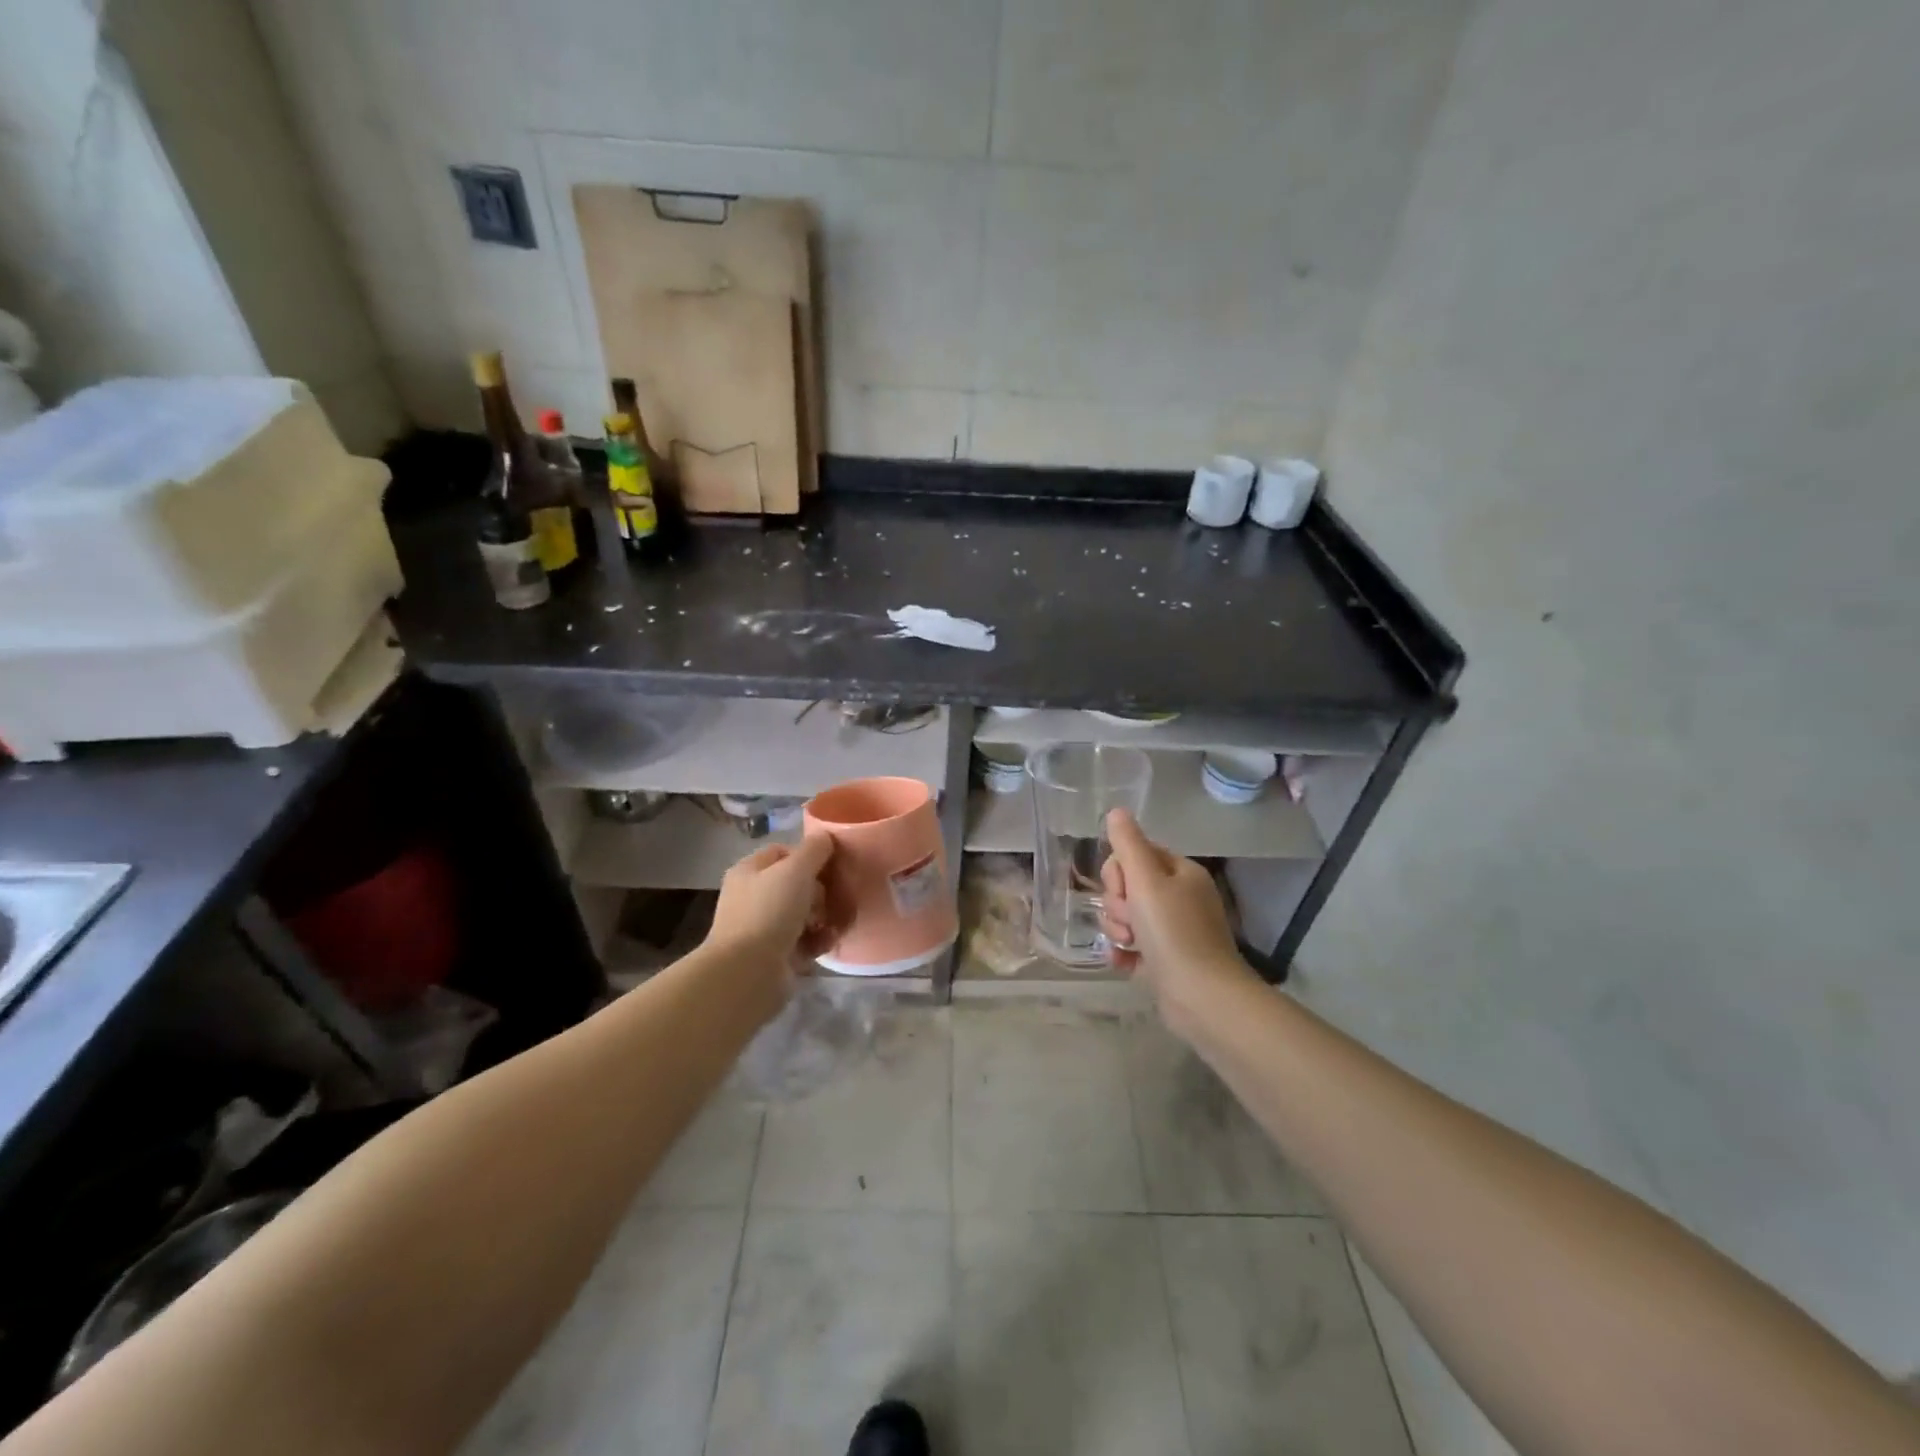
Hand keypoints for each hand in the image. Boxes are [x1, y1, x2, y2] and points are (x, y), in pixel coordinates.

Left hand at [707, 833, 836, 965]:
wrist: (748, 972)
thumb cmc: (770, 911)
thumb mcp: (796, 870)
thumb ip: (814, 850)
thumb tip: (826, 838)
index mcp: (749, 871)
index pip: (783, 852)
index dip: (808, 856)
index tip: (832, 865)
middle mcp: (752, 897)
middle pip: (795, 884)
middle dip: (820, 890)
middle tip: (836, 897)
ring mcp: (762, 928)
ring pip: (802, 914)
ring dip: (824, 917)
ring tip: (838, 923)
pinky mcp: (774, 956)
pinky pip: (803, 941)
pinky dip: (818, 940)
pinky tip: (830, 941)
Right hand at [1100, 808, 1255, 1025]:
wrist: (1202, 998)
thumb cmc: (1174, 933)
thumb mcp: (1146, 882)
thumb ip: (1128, 844)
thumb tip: (1117, 811)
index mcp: (1181, 872)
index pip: (1135, 854)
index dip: (1119, 871)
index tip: (1124, 890)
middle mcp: (1180, 897)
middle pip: (1128, 886)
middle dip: (1118, 904)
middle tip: (1130, 922)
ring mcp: (1174, 930)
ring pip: (1127, 916)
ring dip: (1118, 929)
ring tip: (1130, 945)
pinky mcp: (1166, 959)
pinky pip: (1132, 945)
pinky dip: (1125, 952)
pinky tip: (1124, 962)